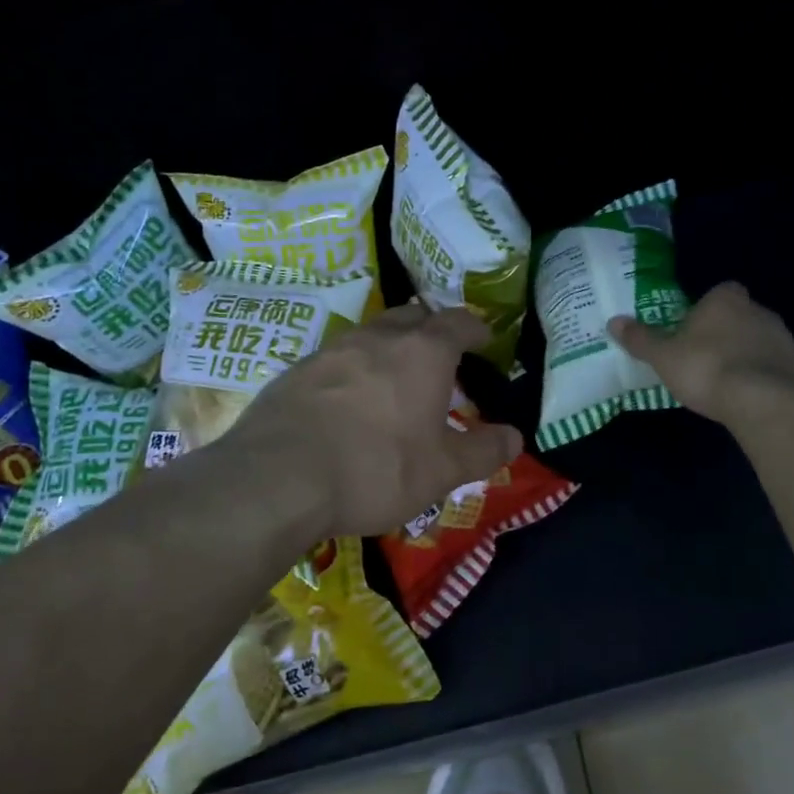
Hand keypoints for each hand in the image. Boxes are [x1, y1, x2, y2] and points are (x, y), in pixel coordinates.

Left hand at [227, 303, 522, 537]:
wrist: (277, 478)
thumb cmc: (376, 468)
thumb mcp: (441, 471)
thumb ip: (483, 451)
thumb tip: (515, 437)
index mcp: (423, 351)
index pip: (459, 322)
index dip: (476, 329)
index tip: (485, 342)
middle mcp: (379, 337)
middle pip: (413, 315)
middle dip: (432, 330)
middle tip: (442, 359)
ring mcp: (333, 349)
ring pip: (372, 333)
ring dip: (390, 347)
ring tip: (396, 380)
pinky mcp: (297, 369)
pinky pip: (337, 357)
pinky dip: (354, 369)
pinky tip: (349, 403)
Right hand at [609, 281, 793, 430]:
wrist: (759, 401)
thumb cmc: (705, 370)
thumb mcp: (662, 356)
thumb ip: (640, 338)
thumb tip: (613, 321)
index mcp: (725, 302)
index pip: (720, 292)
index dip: (710, 310)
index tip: (697, 332)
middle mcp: (761, 312)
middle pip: (747, 314)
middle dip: (735, 330)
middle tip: (716, 357)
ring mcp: (790, 338)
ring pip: (775, 337)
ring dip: (763, 350)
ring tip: (746, 378)